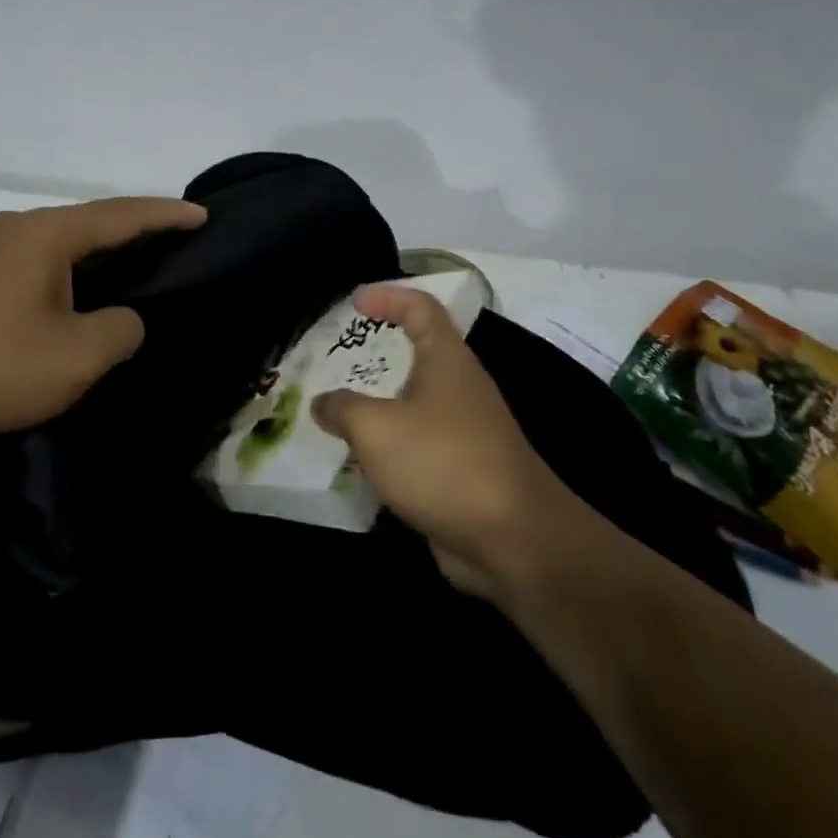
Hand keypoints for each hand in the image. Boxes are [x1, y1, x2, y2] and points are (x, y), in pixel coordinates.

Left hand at [0, 196, 205, 451]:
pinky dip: (68, 269)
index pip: (121, 216)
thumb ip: (120, 330)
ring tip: (133, 262)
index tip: (203, 213)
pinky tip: (76, 291)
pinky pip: (35, 261)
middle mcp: (16, 228)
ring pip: (60, 242)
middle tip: (173, 238)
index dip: (166, 214)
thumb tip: (123, 319)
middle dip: (134, 229)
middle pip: (90, 221)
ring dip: (98, 252)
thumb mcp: (76, 357)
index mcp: (46, 234)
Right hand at [313, 285, 602, 604]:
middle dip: (376, 353)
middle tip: (335, 360)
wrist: (514, 541)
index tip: (355, 302)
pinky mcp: (462, 472)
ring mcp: (464, 432)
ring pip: (414, 403)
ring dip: (378, 404)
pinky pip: (417, 445)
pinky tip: (358, 461)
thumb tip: (323, 403)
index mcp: (447, 360)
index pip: (420, 308)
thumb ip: (343, 408)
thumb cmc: (444, 463)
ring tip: (335, 410)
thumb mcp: (377, 428)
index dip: (388, 297)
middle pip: (417, 354)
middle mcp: (459, 387)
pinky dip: (389, 446)